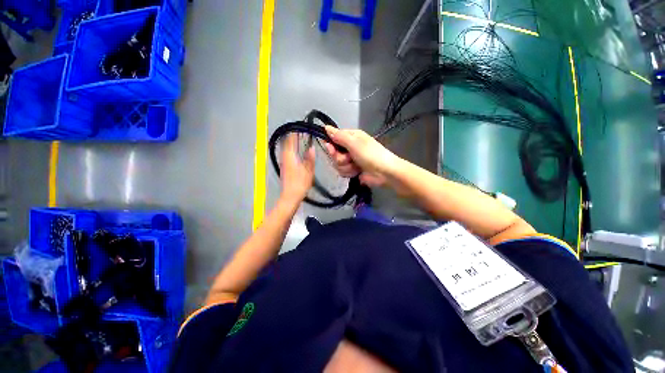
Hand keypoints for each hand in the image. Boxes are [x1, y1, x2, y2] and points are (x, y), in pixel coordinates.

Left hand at [279, 133, 314, 203]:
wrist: (290, 197)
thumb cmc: (300, 184)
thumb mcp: (308, 171)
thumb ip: (310, 158)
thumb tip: (311, 147)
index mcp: (290, 156)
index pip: (290, 140)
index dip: (294, 133)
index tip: (300, 127)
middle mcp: (284, 158)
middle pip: (286, 143)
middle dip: (292, 137)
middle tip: (301, 132)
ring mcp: (283, 163)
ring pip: (286, 149)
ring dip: (291, 143)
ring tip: (299, 140)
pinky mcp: (284, 168)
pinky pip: (287, 155)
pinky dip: (291, 150)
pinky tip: (296, 152)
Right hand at [323, 126, 400, 186]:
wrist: (384, 172)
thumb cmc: (370, 154)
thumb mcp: (354, 143)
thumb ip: (339, 136)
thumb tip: (326, 127)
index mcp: (350, 137)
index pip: (333, 138)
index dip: (331, 145)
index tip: (331, 148)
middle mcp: (349, 147)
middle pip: (334, 154)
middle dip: (340, 159)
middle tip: (350, 158)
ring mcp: (350, 160)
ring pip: (337, 164)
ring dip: (346, 167)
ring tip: (356, 166)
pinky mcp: (352, 170)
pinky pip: (342, 172)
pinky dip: (349, 173)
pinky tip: (357, 172)